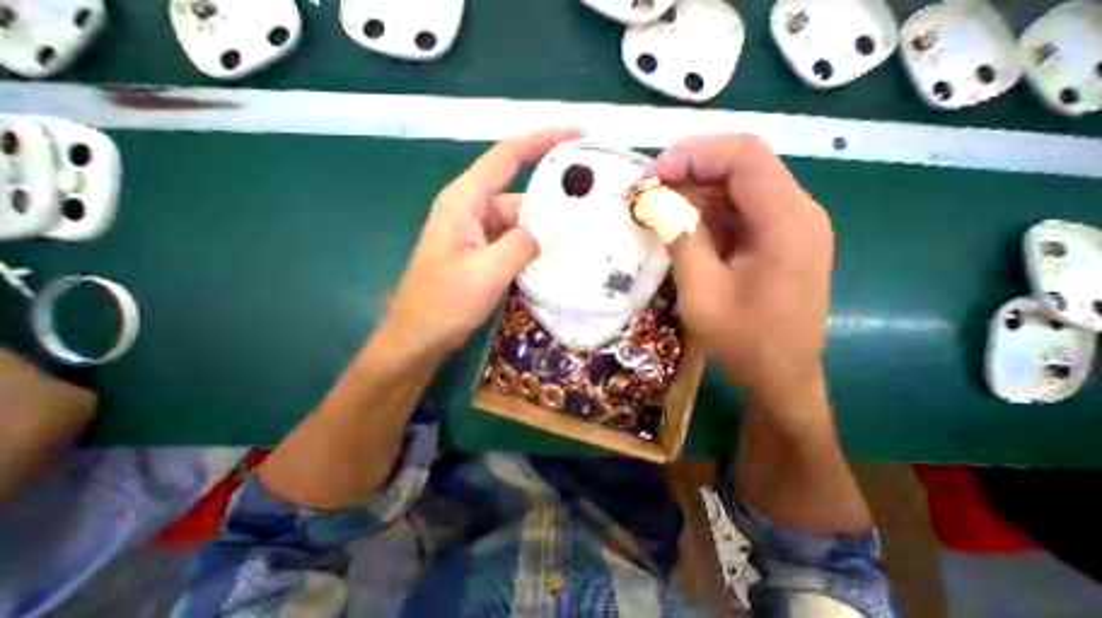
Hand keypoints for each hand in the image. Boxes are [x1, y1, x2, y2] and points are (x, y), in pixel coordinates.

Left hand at [380, 127, 580, 359]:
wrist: (418, 337)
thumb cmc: (444, 303)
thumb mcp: (487, 272)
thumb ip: (523, 244)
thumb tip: (557, 224)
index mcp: (464, 202)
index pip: (506, 156)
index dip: (541, 140)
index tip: (575, 134)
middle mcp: (469, 210)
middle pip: (516, 191)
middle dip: (551, 195)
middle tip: (590, 201)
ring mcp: (475, 233)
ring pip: (517, 219)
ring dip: (544, 226)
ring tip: (580, 231)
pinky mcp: (480, 252)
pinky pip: (513, 240)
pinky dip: (533, 244)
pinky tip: (555, 254)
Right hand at [648, 134, 836, 406]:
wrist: (781, 376)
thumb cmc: (744, 340)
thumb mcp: (702, 292)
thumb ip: (681, 240)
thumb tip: (655, 201)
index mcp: (786, 221)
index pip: (743, 155)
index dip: (693, 154)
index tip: (652, 177)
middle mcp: (797, 212)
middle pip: (740, 166)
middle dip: (689, 172)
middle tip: (647, 194)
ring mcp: (790, 226)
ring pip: (737, 188)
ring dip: (695, 193)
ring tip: (658, 211)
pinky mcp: (778, 240)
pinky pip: (739, 211)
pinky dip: (707, 213)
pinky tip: (681, 229)